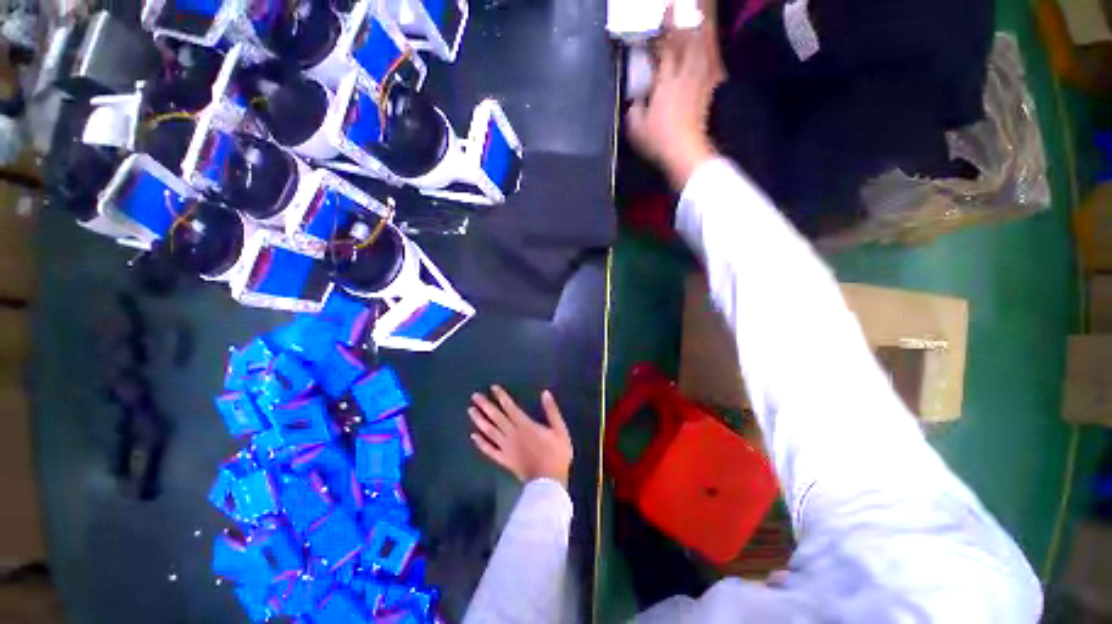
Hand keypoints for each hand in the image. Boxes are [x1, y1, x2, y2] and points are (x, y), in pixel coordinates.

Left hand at [468, 386, 572, 488]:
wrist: (549, 483)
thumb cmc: (557, 454)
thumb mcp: (560, 430)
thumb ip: (552, 411)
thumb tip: (545, 393)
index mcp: (525, 425)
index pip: (510, 407)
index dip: (501, 397)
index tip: (492, 388)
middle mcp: (512, 434)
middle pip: (496, 417)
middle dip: (485, 405)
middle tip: (474, 396)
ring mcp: (506, 448)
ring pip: (490, 432)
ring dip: (480, 420)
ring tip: (471, 411)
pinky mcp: (504, 460)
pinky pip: (490, 451)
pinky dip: (481, 443)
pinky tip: (473, 436)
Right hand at [626, 23, 722, 189]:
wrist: (684, 153)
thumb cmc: (658, 140)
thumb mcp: (636, 128)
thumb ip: (634, 110)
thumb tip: (636, 100)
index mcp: (666, 82)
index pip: (667, 48)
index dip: (666, 28)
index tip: (667, 9)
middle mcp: (685, 77)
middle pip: (690, 43)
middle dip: (688, 24)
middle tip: (687, 9)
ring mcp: (699, 85)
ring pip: (704, 52)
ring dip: (703, 35)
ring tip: (702, 22)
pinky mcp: (707, 96)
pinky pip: (712, 70)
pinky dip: (712, 58)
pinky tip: (711, 55)